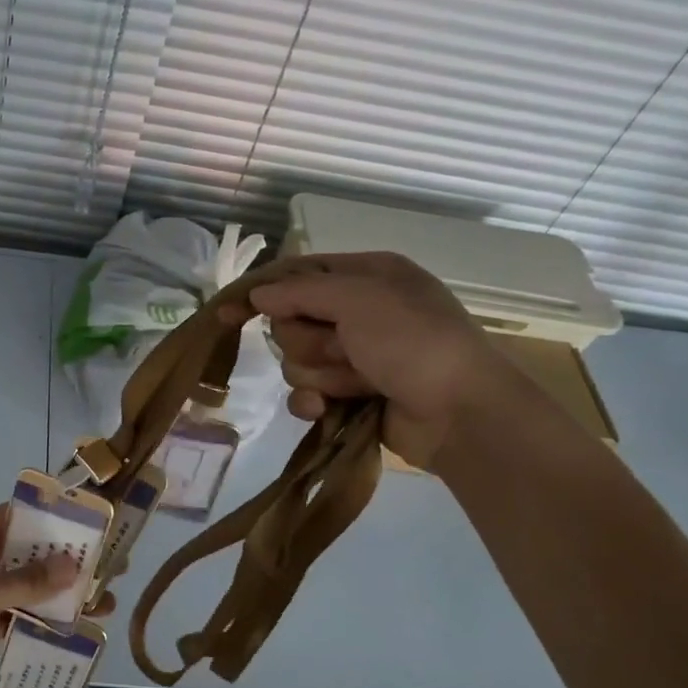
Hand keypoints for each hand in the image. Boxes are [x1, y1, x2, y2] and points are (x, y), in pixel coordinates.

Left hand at [0, 505, 114, 687]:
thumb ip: (28, 581)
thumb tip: (74, 566)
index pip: (20, 516)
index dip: (55, 517)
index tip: (93, 525)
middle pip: (29, 553)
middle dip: (67, 561)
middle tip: (111, 567)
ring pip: (27, 588)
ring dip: (60, 595)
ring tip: (104, 603)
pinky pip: (18, 616)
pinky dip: (42, 622)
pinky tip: (75, 630)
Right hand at [220, 252, 519, 469]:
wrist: (459, 413)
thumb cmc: (413, 342)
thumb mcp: (358, 299)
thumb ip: (300, 291)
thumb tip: (256, 296)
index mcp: (367, 275)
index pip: (298, 274)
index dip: (263, 291)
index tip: (228, 311)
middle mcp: (358, 311)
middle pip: (291, 321)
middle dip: (309, 340)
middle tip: (343, 347)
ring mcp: (354, 354)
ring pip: (296, 360)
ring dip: (321, 372)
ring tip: (356, 381)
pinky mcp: (350, 394)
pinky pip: (306, 392)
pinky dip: (315, 401)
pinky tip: (329, 408)